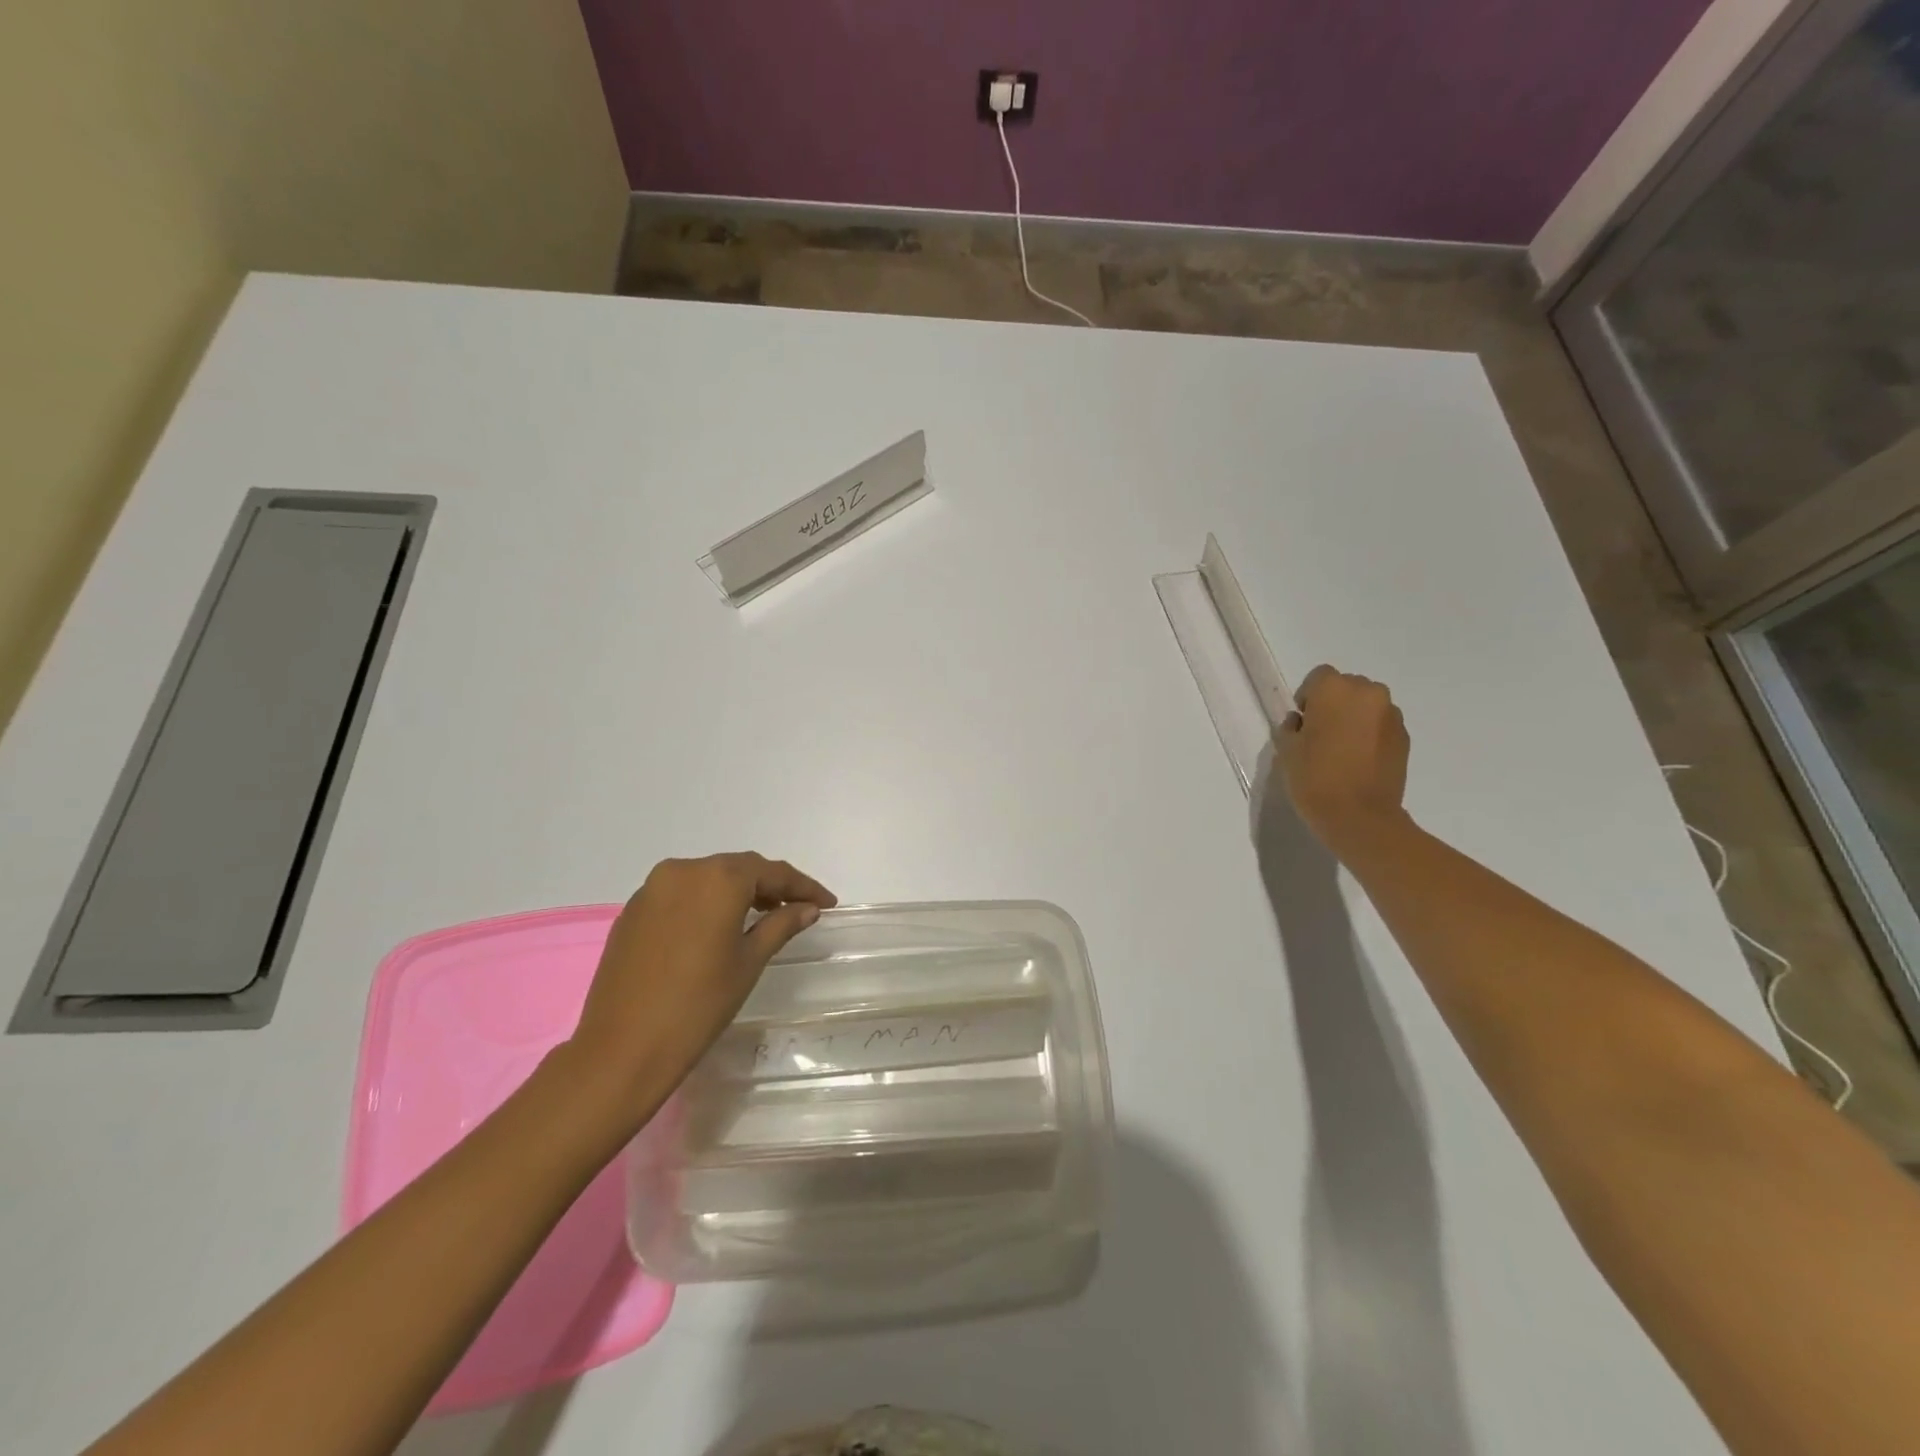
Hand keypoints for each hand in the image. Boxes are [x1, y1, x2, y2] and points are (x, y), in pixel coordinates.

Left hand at [565, 853, 836, 1124]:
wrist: (621, 1049)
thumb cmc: (698, 1005)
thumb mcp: (749, 963)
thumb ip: (781, 925)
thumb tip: (806, 908)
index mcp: (718, 879)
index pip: (772, 872)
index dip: (803, 886)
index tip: (827, 903)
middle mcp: (684, 871)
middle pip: (738, 869)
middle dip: (770, 885)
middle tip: (797, 908)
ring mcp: (652, 889)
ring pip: (708, 878)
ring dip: (737, 891)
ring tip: (761, 916)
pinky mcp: (632, 910)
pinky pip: (681, 894)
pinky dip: (706, 902)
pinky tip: (718, 926)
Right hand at [1277, 665, 1411, 858]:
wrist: (1360, 816)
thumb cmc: (1315, 778)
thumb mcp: (1287, 751)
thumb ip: (1291, 728)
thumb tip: (1302, 722)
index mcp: (1334, 690)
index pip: (1319, 677)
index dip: (1308, 697)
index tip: (1303, 722)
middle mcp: (1367, 693)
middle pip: (1347, 687)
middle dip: (1335, 704)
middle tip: (1322, 734)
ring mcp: (1391, 715)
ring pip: (1367, 706)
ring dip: (1355, 718)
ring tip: (1343, 749)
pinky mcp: (1405, 737)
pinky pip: (1382, 725)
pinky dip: (1371, 735)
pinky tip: (1360, 760)